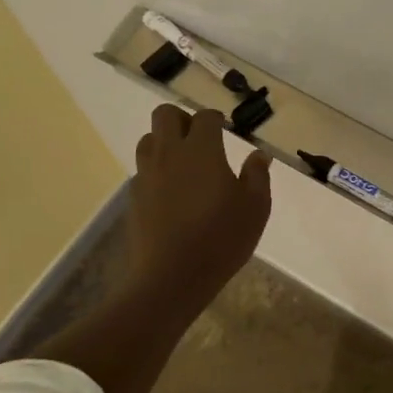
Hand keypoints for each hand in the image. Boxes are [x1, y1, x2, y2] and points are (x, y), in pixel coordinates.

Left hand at [124, 104, 272, 312]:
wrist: (172, 276)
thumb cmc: (222, 237)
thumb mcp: (255, 207)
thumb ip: (257, 175)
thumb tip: (258, 155)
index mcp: (202, 149)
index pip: (205, 117)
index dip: (216, 119)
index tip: (225, 129)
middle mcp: (170, 153)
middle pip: (165, 115)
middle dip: (182, 119)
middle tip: (200, 140)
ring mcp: (147, 175)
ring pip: (149, 140)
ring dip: (165, 142)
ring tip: (183, 164)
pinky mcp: (134, 198)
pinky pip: (143, 170)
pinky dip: (156, 172)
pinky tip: (171, 193)